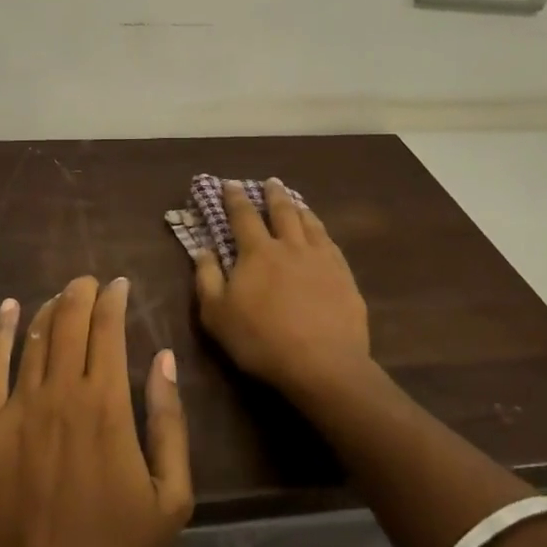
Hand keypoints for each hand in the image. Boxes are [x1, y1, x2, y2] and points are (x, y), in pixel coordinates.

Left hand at [0, 276, 192, 546]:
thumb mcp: (171, 497)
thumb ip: (169, 422)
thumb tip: (163, 358)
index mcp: (107, 406)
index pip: (108, 330)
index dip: (114, 299)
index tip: (120, 284)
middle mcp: (61, 394)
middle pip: (69, 323)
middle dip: (81, 293)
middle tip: (89, 281)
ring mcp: (17, 410)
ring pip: (34, 338)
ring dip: (49, 309)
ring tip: (60, 297)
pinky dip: (0, 332)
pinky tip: (7, 311)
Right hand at [193, 179, 371, 398]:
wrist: (323, 364)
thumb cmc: (261, 340)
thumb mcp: (217, 315)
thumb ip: (207, 278)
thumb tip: (202, 249)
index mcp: (257, 252)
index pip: (243, 216)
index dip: (235, 198)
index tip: (230, 183)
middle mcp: (290, 246)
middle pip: (282, 211)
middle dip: (273, 194)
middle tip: (271, 182)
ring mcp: (321, 259)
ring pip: (310, 224)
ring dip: (300, 208)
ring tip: (297, 201)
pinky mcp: (344, 277)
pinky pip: (331, 245)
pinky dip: (322, 233)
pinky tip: (323, 236)